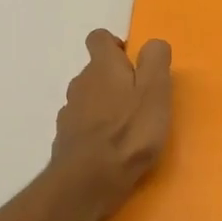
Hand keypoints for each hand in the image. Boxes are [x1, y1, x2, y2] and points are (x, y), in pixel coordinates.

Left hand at [50, 30, 172, 210]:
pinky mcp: (65, 140)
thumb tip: (152, 44)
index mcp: (102, 67)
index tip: (133, 63)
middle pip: (96, 71)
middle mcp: (80, 83)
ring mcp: (69, 113)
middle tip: (140, 101)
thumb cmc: (129, 132)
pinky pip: (82, 125)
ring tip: (128, 128)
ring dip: (105, 106)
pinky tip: (111, 149)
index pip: (99, 38)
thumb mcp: (155, 91)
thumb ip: (156, 61)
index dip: (115, 46)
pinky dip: (95, 130)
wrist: (88, 182)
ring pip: (89, 99)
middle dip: (115, 80)